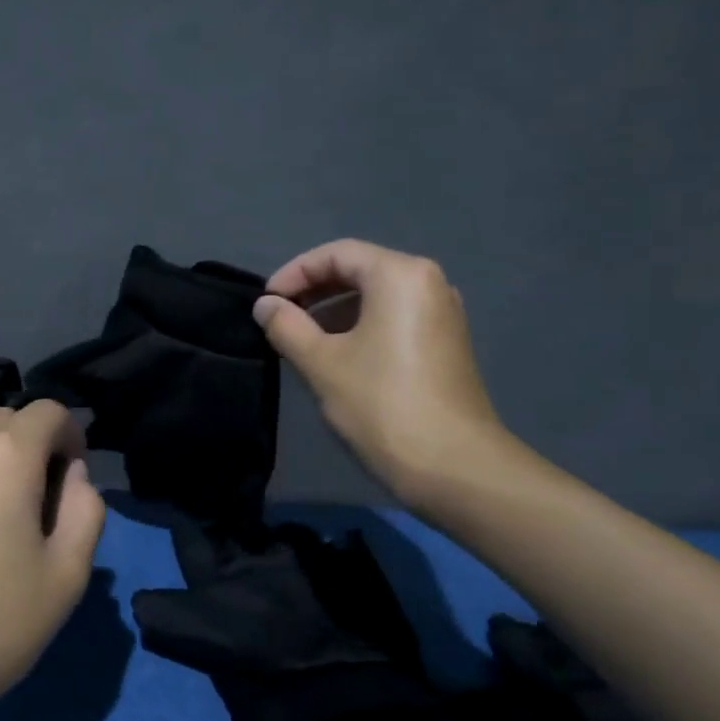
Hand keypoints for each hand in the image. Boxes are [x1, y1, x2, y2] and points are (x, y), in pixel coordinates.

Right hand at [253, 239, 509, 512]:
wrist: (453, 466)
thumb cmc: (381, 405)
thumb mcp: (321, 363)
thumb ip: (287, 326)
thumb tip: (266, 305)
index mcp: (401, 276)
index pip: (336, 254)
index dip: (294, 273)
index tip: (266, 303)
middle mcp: (429, 283)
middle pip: (360, 269)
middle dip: (314, 290)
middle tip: (280, 318)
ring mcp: (443, 314)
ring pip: (377, 296)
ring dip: (335, 310)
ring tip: (302, 339)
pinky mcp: (446, 343)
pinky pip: (395, 318)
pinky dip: (360, 326)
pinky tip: (337, 356)